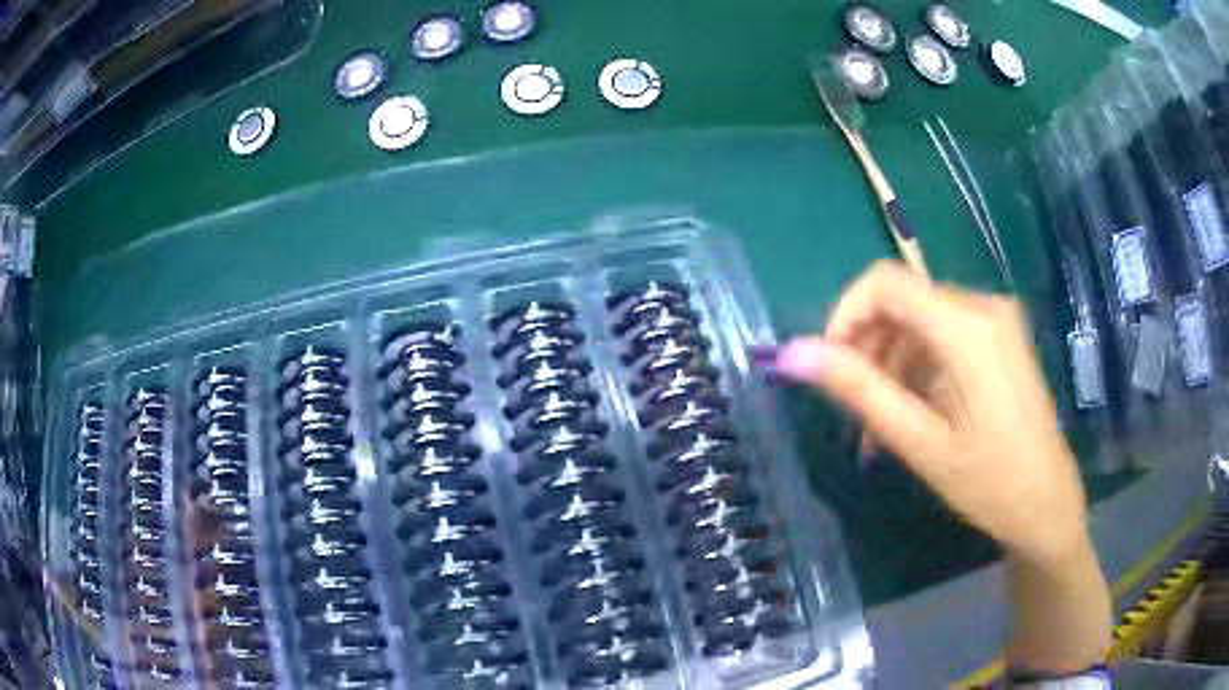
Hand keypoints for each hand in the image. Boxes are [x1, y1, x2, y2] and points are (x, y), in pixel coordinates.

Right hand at [774, 260, 1087, 564]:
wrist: (1048, 505)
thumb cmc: (990, 483)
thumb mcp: (921, 442)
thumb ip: (860, 390)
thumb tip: (794, 354)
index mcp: (967, 327)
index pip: (885, 282)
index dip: (845, 315)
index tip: (829, 366)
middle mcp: (983, 307)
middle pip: (903, 301)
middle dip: (868, 349)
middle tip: (853, 410)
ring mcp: (996, 321)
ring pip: (920, 322)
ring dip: (890, 366)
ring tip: (878, 429)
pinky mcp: (1000, 339)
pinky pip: (943, 337)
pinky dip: (917, 369)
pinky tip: (909, 414)